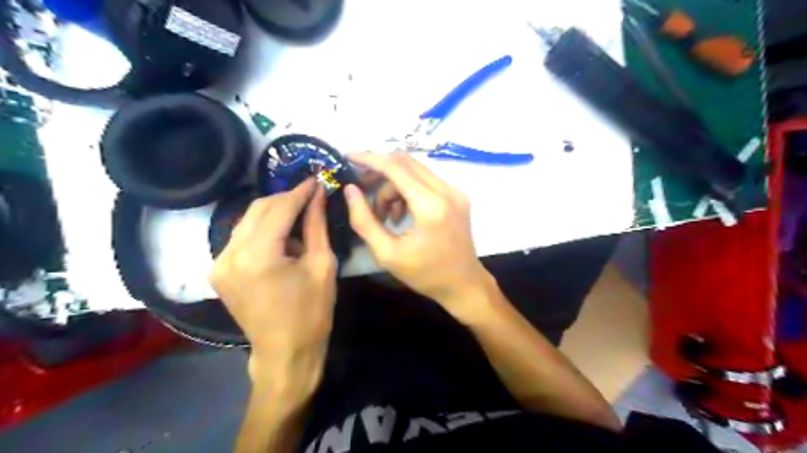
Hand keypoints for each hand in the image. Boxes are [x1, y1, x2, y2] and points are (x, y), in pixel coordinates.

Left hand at [210, 179, 335, 384]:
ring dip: (274, 213)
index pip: (279, 209)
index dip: (299, 192)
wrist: (285, 352)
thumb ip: (317, 225)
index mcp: (257, 255)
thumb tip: (318, 195)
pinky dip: (263, 230)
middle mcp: (229, 254)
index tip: (316, 179)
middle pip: (257, 210)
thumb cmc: (311, 312)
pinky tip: (282, 237)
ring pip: (247, 221)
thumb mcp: (322, 265)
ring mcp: (218, 263)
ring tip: (300, 216)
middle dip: (285, 199)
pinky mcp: (218, 271)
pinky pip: (241, 237)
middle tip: (310, 195)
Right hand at [341, 152, 488, 313]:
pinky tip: (402, 214)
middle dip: (379, 172)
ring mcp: (455, 192)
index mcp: (430, 206)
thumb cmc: (425, 274)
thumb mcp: (387, 253)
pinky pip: (426, 180)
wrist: (464, 284)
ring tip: (385, 215)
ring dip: (394, 185)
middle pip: (406, 163)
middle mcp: (446, 191)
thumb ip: (364, 220)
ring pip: (415, 170)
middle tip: (362, 188)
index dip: (369, 159)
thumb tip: (350, 191)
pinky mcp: (458, 196)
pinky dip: (408, 190)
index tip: (348, 156)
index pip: (395, 167)